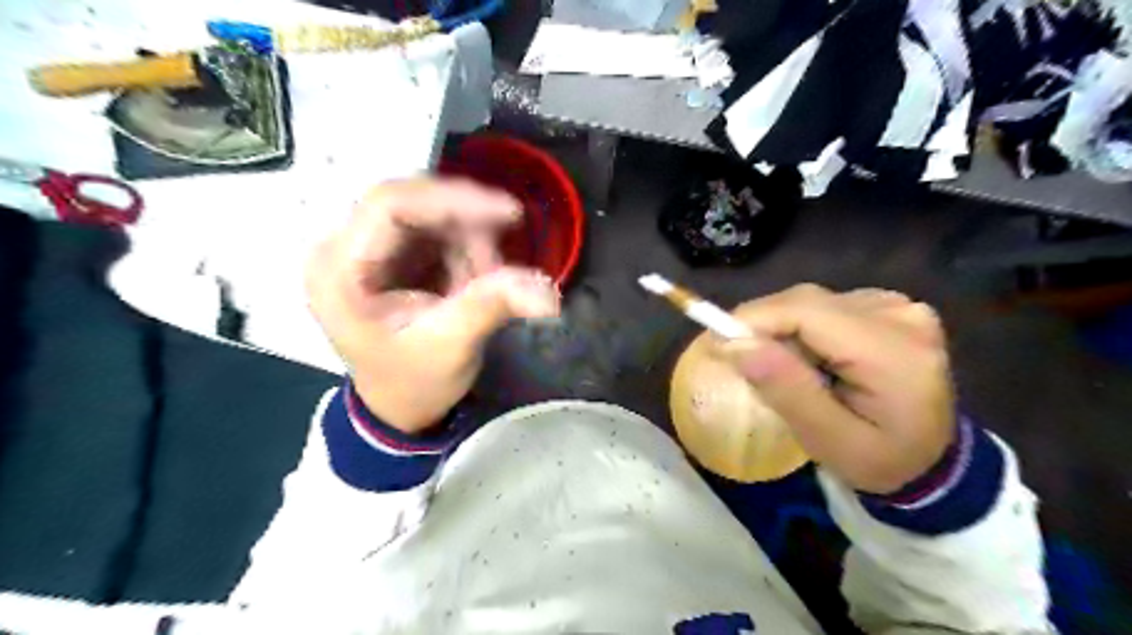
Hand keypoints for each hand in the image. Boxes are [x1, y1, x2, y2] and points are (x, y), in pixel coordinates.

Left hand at [307, 181, 558, 433]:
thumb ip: (491, 306)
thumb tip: (545, 289)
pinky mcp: (391, 254)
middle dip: (467, 226)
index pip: (390, 204)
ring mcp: (367, 248)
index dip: (453, 199)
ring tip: (487, 284)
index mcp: (339, 269)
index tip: (510, 213)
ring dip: (470, 242)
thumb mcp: (451, 347)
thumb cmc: (414, 382)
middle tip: (500, 260)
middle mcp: (344, 246)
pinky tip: (474, 281)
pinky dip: (466, 250)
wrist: (402, 407)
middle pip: (412, 203)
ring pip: (430, 214)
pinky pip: (437, 231)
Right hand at [720, 284, 948, 495]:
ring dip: (781, 327)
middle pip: (807, 302)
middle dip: (763, 325)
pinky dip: (801, 326)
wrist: (931, 461)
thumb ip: (786, 389)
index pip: (807, 312)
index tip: (715, 341)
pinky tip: (806, 355)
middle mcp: (899, 316)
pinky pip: (826, 306)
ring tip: (775, 364)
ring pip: (812, 301)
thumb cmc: (880, 461)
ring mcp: (898, 307)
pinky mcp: (889, 307)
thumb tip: (734, 344)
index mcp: (894, 351)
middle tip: (735, 356)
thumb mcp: (829, 440)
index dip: (754, 319)